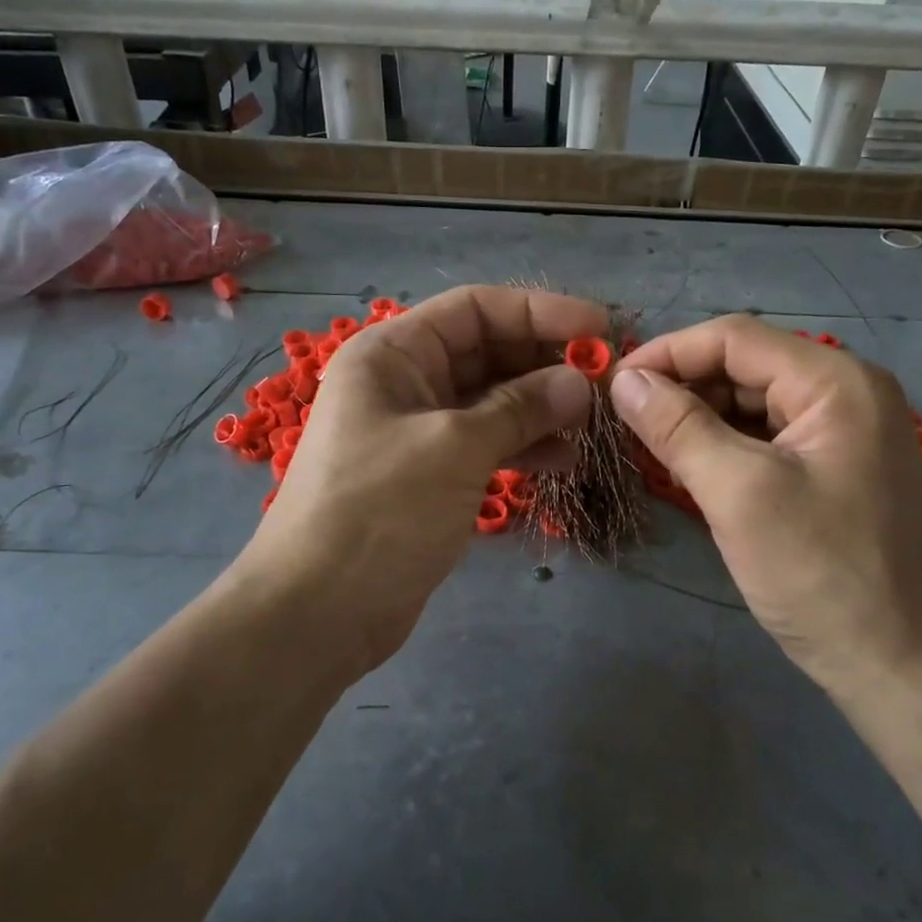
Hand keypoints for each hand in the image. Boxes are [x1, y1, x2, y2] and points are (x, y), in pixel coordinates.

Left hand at [243, 286, 604, 674]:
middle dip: (544, 363)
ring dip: (540, 408)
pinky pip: (486, 444)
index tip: (599, 329)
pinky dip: (523, 446)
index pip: (475, 309)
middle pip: (486, 353)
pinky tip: (563, 460)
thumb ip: (520, 408)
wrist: (317, 612)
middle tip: (603, 385)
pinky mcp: (431, 476)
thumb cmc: (379, 511)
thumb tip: (578, 383)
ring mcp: (417, 432)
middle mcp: (404, 383)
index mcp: (393, 354)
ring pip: (491, 402)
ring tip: (589, 426)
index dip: (539, 311)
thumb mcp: (454, 448)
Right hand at [612, 316, 921, 704]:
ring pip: (751, 405)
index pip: (733, 337)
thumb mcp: (739, 493)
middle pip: (743, 367)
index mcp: (835, 382)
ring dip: (698, 421)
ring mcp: (843, 434)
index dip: (666, 354)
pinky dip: (723, 449)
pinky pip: (766, 441)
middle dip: (681, 390)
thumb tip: (623, 381)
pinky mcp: (833, 471)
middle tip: (624, 426)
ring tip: (650, 451)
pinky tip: (690, 473)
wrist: (903, 667)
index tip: (612, 386)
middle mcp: (845, 394)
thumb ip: (678, 427)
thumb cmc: (822, 573)